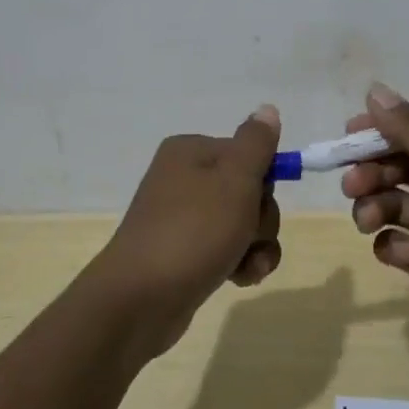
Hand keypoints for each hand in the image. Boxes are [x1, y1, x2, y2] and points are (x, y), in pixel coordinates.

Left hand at [85, 106, 283, 357]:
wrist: (140, 299)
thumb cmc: (193, 231)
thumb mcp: (234, 180)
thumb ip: (256, 144)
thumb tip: (267, 109)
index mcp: (190, 151)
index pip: (248, 154)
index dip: (263, 181)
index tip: (258, 201)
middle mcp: (183, 178)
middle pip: (248, 190)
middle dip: (260, 219)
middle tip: (247, 236)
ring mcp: (182, 218)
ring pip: (242, 224)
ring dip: (255, 245)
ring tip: (246, 265)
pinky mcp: (183, 254)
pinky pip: (226, 249)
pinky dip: (239, 262)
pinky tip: (239, 278)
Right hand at [340, 83, 408, 361]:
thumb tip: (375, 89)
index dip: (385, 129)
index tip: (351, 134)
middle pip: (401, 164)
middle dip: (372, 169)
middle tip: (353, 182)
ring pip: (393, 202)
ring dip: (373, 205)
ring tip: (369, 219)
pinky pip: (396, 244)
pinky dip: (388, 243)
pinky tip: (395, 249)